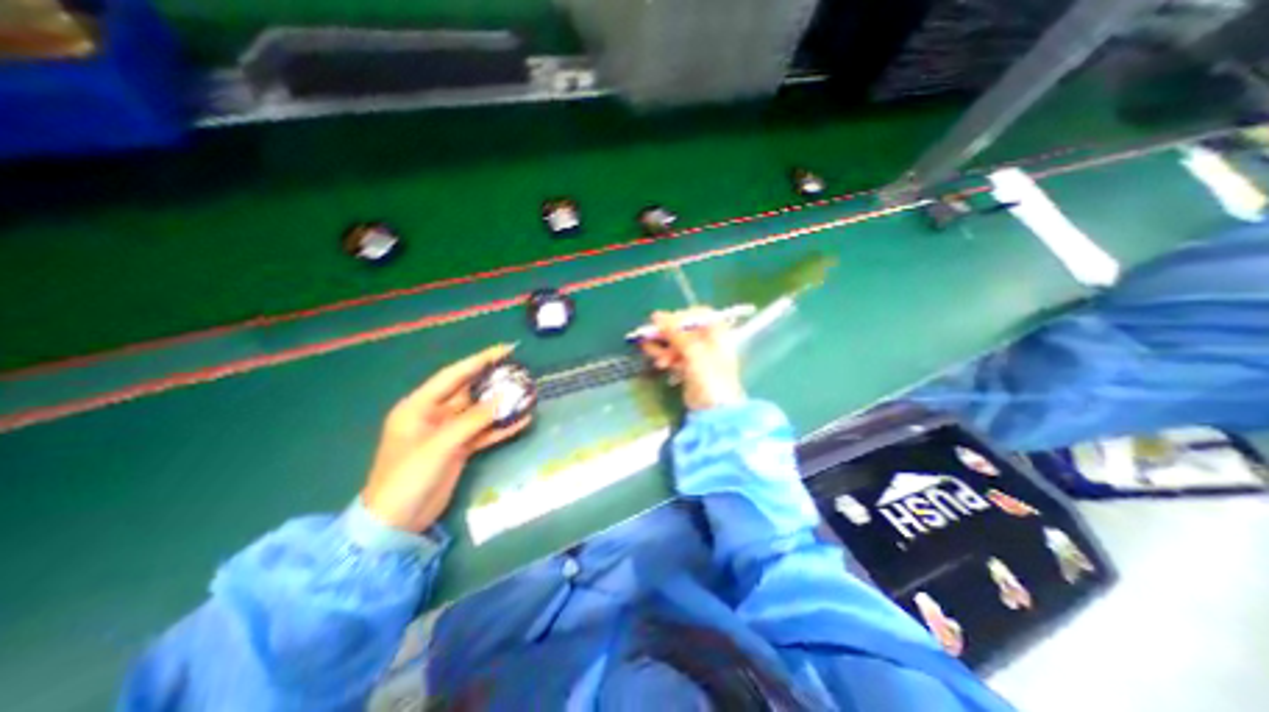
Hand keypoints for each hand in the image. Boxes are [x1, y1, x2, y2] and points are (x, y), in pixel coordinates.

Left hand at [361, 345, 529, 533]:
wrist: (397, 522)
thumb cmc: (408, 477)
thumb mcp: (440, 445)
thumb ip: (474, 419)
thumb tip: (505, 397)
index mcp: (419, 406)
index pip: (454, 375)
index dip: (479, 360)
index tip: (505, 350)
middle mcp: (434, 415)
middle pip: (469, 392)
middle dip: (495, 382)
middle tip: (521, 373)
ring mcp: (448, 432)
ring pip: (480, 412)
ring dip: (501, 405)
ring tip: (527, 395)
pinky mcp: (459, 448)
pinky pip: (483, 432)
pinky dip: (501, 427)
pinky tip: (522, 421)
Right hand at [635, 307, 744, 411]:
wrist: (714, 412)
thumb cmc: (709, 379)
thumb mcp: (694, 352)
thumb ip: (676, 333)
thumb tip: (657, 315)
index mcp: (718, 335)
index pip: (700, 315)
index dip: (682, 315)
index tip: (665, 321)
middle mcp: (709, 343)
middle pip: (686, 329)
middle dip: (668, 332)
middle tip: (651, 334)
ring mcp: (699, 357)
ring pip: (677, 343)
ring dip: (664, 346)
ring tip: (653, 353)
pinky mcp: (689, 370)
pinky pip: (674, 357)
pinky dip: (665, 357)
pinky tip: (658, 361)